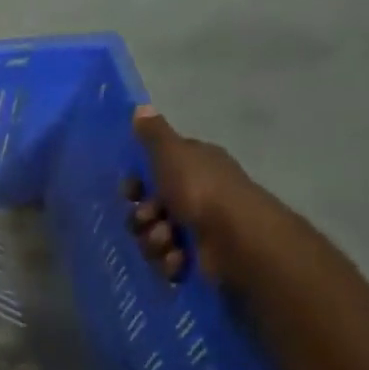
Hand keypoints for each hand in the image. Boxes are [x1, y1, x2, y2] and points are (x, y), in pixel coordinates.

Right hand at [125, 106, 269, 283]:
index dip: (137, 184)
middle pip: (149, 208)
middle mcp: (198, 195)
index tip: (131, 191)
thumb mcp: (172, 154)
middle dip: (142, 218)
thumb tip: (140, 107)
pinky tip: (178, 260)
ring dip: (154, 241)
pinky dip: (170, 261)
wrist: (237, 240)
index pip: (156, 172)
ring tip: (168, 243)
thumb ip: (153, 134)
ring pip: (154, 236)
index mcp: (195, 167)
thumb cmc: (201, 191)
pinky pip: (169, 260)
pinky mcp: (200, 258)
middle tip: (150, 219)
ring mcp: (200, 228)